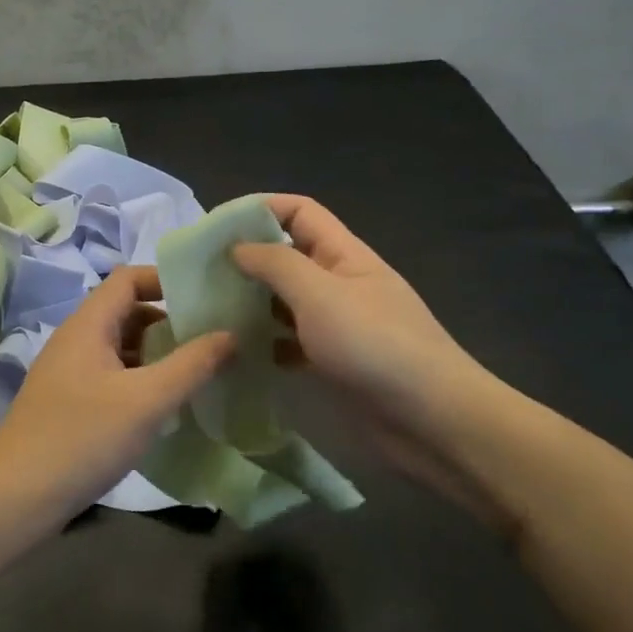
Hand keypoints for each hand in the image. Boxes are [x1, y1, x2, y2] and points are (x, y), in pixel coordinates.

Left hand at [0, 267, 233, 532]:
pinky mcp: (68, 402)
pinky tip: (162, 405)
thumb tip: (231, 334)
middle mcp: (75, 339)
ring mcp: (68, 372)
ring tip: (196, 371)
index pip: (128, 278)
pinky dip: (139, 378)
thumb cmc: (84, 438)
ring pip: (119, 346)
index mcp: (88, 325)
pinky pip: (110, 374)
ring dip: (155, 353)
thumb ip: (191, 365)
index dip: (165, 279)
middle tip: (210, 338)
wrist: (17, 496)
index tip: (204, 297)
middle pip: (125, 311)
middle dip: (167, 321)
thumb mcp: (147, 400)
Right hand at [232, 196, 514, 522]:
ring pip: (285, 301)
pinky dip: (267, 343)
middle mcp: (339, 283)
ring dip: (252, 303)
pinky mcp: (333, 362)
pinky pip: (290, 341)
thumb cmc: (376, 346)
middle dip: (247, 259)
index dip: (260, 209)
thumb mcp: (321, 295)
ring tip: (210, 313)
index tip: (216, 227)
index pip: (300, 212)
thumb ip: (276, 264)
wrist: (433, 422)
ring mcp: (337, 325)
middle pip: (288, 256)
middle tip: (200, 275)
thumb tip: (237, 247)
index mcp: (344, 254)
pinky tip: (241, 353)